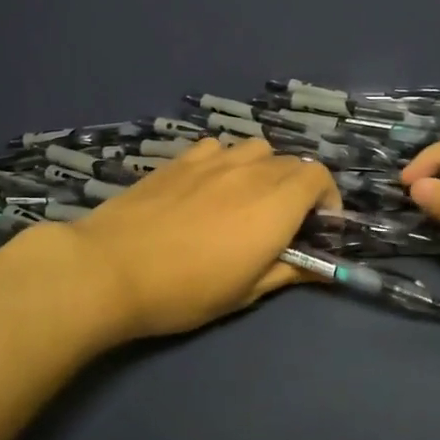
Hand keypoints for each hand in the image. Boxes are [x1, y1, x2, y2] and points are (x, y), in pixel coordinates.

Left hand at [55, 136, 340, 344]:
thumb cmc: (184, 290)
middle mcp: (250, 172)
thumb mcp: (244, 293)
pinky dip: (227, 160)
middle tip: (284, 220)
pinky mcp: (180, 159)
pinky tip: (210, 184)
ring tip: (249, 197)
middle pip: (291, 162)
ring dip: (265, 168)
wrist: (111, 268)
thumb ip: (286, 271)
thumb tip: (318, 268)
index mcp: (275, 205)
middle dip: (298, 187)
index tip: (319, 226)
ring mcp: (213, 160)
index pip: (319, 176)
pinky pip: (218, 147)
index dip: (327, 197)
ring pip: (256, 148)